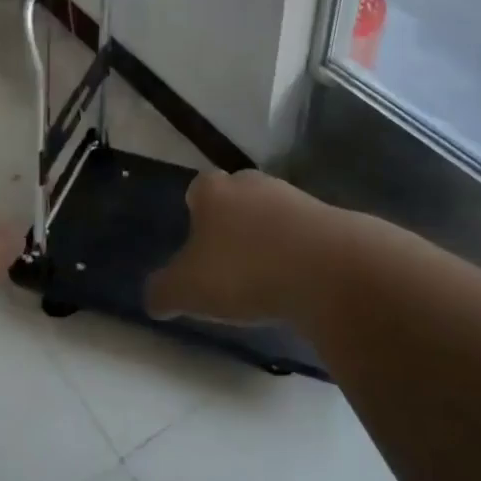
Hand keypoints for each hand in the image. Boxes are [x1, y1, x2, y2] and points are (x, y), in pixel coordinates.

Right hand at [146, 169, 328, 324]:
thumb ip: (162, 291)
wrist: (327, 269)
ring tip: (264, 279)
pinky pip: (301, 233)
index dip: (194, 215)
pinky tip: (296, 282)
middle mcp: (251, 183)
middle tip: (227, 264)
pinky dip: (296, 253)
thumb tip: (154, 297)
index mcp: (213, 191)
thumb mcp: (188, 290)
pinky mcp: (327, 217)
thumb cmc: (244, 271)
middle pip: (235, 198)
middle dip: (230, 224)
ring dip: (266, 239)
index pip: (196, 190)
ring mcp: (292, 196)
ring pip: (269, 214)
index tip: (196, 247)